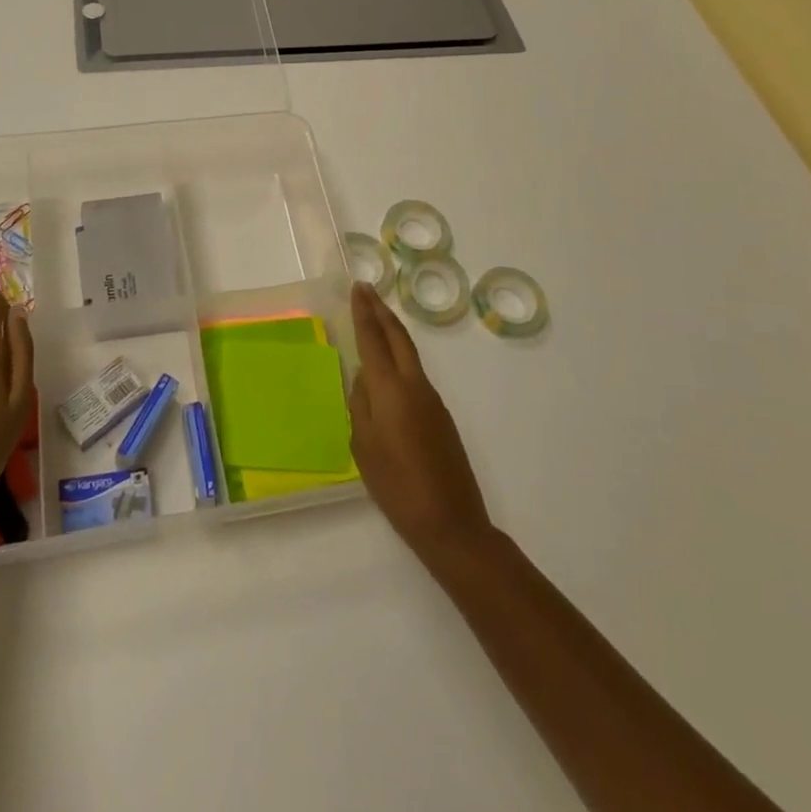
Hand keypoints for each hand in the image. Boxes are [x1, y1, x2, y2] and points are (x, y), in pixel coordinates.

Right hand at [347, 282, 493, 565]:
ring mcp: (433, 400)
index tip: (358, 288)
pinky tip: (387, 368)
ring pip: (409, 354)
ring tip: (375, 319)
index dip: (364, 313)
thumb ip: (361, 406)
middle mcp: (415, 386)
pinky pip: (414, 374)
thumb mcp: (364, 447)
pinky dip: (400, 357)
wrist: (452, 523)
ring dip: (392, 332)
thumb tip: (363, 379)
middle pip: (398, 338)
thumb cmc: (398, 487)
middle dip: (381, 311)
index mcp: (392, 390)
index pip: (374, 340)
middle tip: (366, 290)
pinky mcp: (441, 416)